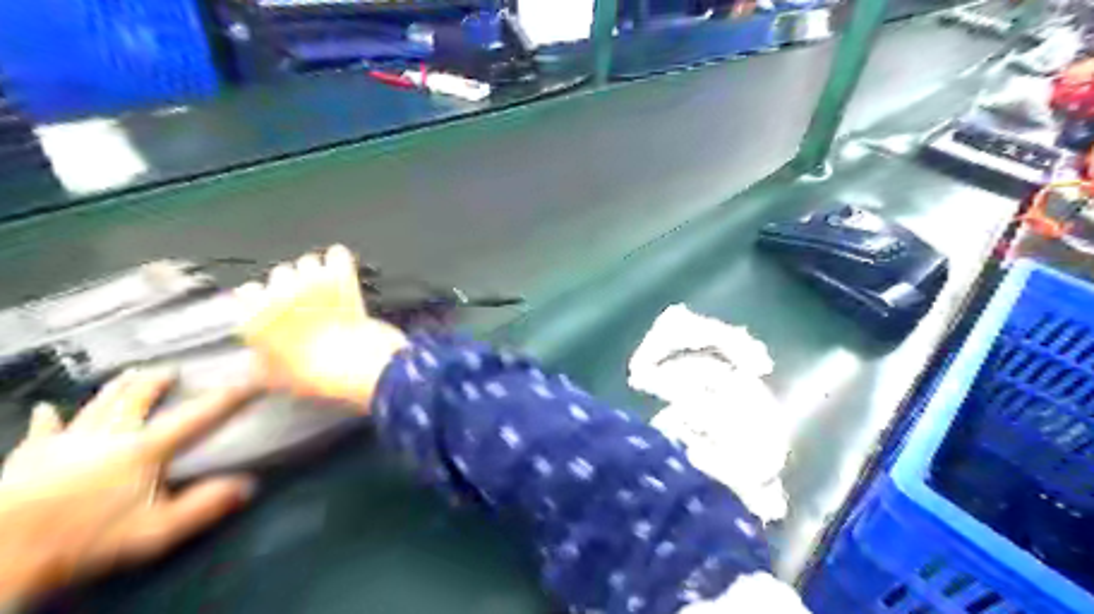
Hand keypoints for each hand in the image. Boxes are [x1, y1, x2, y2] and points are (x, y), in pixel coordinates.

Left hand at [1, 366, 256, 606]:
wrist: (0, 552)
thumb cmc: (84, 540)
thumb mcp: (156, 531)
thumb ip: (204, 506)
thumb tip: (247, 484)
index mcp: (143, 449)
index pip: (197, 417)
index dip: (229, 397)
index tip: (253, 379)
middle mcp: (108, 436)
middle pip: (139, 400)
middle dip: (159, 383)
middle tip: (173, 369)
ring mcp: (65, 443)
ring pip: (98, 407)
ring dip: (116, 389)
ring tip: (131, 373)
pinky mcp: (29, 457)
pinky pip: (42, 431)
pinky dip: (47, 419)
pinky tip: (46, 409)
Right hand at [235, 245, 409, 412]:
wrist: (350, 362)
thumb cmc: (308, 373)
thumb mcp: (270, 377)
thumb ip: (255, 364)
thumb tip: (250, 366)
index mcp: (255, 311)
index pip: (247, 291)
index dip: (261, 300)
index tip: (272, 309)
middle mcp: (279, 290)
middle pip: (280, 273)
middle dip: (291, 285)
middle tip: (305, 303)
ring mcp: (312, 280)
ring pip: (309, 261)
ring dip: (316, 273)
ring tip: (326, 290)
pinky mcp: (341, 276)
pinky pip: (338, 255)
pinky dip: (339, 261)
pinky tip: (341, 270)